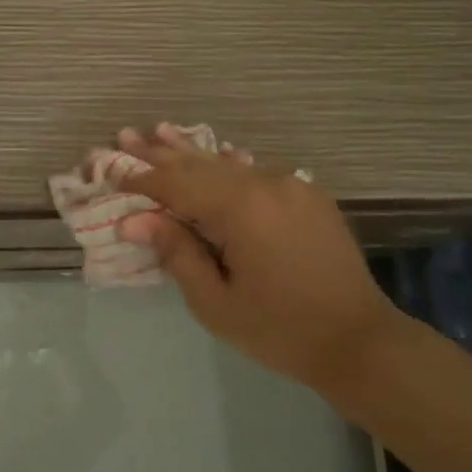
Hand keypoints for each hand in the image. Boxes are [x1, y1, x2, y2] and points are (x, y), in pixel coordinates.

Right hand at [116, 125, 402, 392]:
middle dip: (161, 154)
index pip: (178, 186)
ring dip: (193, 153)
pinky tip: (217, 153)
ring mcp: (292, 186)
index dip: (143, 179)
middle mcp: (266, 184)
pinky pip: (257, 174)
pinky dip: (229, 166)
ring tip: (161, 131)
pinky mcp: (308, 196)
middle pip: (201, 165)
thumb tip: (134, 221)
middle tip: (127, 135)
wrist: (359, 341)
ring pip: (230, 164)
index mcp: (241, 209)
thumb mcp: (216, 303)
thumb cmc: (279, 330)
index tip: (111, 169)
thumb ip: (176, 253)